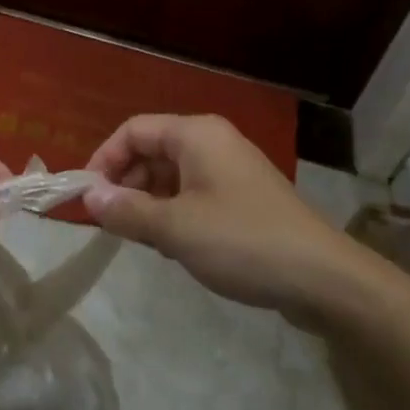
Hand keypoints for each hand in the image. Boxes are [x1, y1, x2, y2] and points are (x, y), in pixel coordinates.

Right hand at [83, 114, 370, 326]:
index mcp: (195, 134)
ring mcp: (231, 168)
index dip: (104, 159)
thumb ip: (126, 210)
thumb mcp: (175, 229)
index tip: (86, 197)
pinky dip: (175, 211)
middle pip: (152, 150)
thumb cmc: (241, 242)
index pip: (133, 130)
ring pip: (172, 174)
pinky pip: (195, 192)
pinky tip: (173, 245)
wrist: (323, 278)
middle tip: (110, 222)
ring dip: (149, 201)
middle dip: (126, 182)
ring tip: (140, 238)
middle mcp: (212, 141)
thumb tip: (88, 196)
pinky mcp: (244, 196)